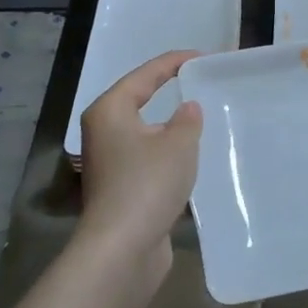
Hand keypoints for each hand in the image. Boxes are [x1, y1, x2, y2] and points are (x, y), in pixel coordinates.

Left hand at [76, 51, 202, 291]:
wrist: (122, 250)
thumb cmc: (147, 184)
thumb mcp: (179, 144)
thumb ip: (188, 119)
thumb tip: (187, 109)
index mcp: (110, 110)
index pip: (145, 75)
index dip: (174, 62)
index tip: (203, 57)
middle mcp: (103, 132)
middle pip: (140, 101)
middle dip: (170, 92)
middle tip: (203, 83)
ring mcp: (110, 163)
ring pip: (145, 133)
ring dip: (171, 127)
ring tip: (203, 118)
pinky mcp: (121, 189)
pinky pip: (149, 159)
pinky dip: (169, 154)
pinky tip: (193, 157)